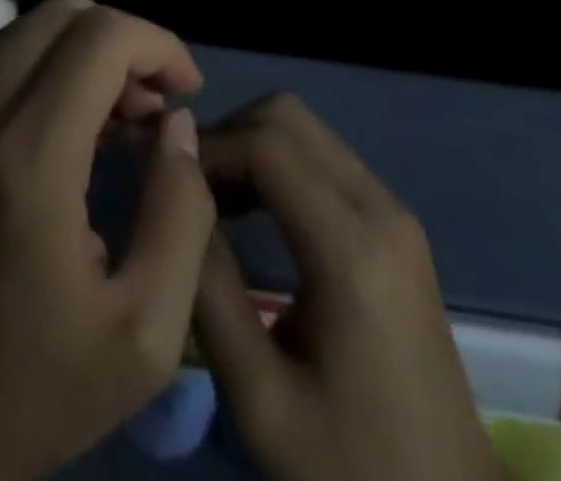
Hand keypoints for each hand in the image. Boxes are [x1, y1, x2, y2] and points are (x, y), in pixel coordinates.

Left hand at [0, 0, 216, 480]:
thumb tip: (176, 122)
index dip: (159, 45)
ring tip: (110, 125)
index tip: (185, 92)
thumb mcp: (143, 334)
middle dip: (123, 44)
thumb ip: (181, 211)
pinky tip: (59, 134)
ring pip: (30, 27)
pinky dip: (43, 70)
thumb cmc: (26, 390)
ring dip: (83, 55)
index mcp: (26, 157)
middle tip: (149, 111)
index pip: (103, 35)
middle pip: (65, 12)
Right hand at [192, 94, 500, 480]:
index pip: (265, 144)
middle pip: (287, 116)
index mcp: (351, 250)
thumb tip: (174, 194)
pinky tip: (253, 212)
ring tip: (212, 201)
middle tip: (189, 187)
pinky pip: (325, 158)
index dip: (207, 148)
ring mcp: (395, 213)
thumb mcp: (259, 396)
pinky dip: (278, 163)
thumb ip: (209, 287)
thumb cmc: (351, 469)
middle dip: (228, 134)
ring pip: (305, 129)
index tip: (164, 178)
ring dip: (251, 146)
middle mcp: (381, 209)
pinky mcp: (396, 226)